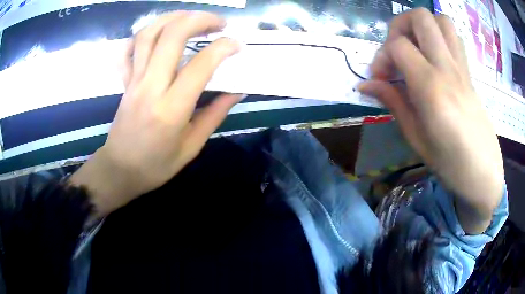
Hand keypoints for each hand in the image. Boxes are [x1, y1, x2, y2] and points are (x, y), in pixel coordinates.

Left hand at [70, 11, 241, 216]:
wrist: (120, 170)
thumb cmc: (156, 165)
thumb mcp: (192, 146)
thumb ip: (215, 114)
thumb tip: (236, 90)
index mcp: (171, 109)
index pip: (201, 65)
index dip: (223, 48)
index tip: (237, 45)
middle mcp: (150, 87)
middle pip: (172, 36)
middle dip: (199, 20)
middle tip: (219, 23)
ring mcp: (133, 80)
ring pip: (149, 34)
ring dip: (173, 17)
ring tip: (192, 18)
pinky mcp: (125, 80)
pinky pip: (129, 48)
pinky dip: (143, 33)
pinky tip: (159, 32)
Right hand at [358, 9, 503, 233]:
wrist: (484, 174)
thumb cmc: (450, 164)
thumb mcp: (416, 138)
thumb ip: (393, 102)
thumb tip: (366, 85)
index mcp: (431, 88)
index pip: (399, 46)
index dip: (381, 56)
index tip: (379, 78)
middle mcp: (448, 68)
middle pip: (421, 17)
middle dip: (400, 26)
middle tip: (396, 50)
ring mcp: (462, 68)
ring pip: (441, 20)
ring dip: (422, 26)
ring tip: (415, 48)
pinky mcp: (469, 72)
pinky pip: (454, 38)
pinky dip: (439, 37)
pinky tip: (434, 58)